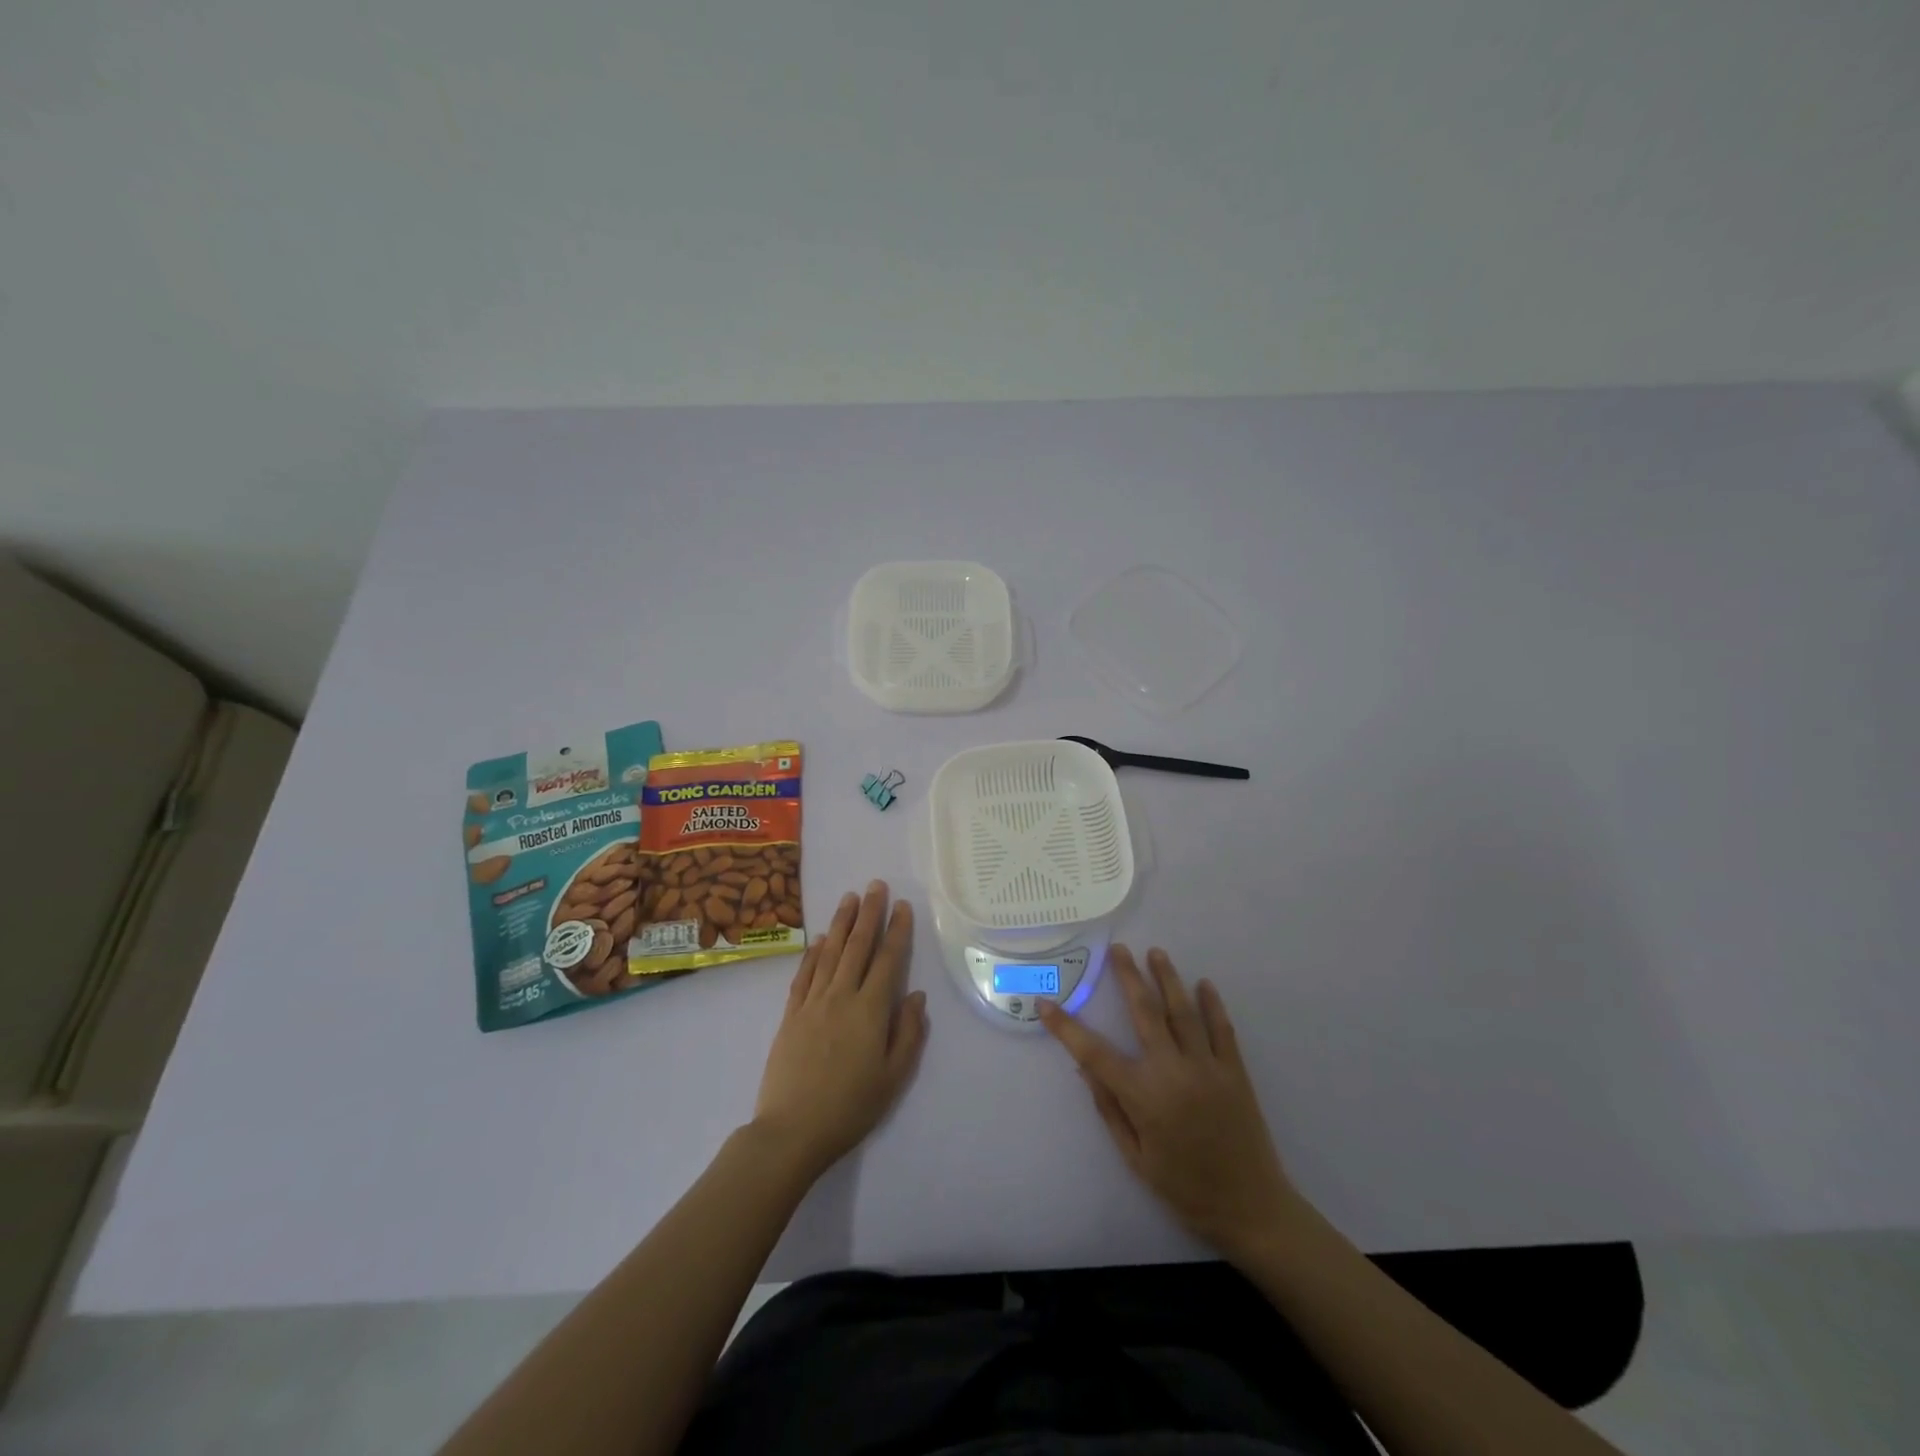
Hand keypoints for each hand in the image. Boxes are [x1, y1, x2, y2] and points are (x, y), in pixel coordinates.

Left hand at [752, 881, 928, 1182]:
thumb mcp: (893, 1077)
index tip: (903, 906)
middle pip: (858, 946)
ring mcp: (812, 1003)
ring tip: (850, 898)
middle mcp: (841, 996)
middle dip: (869, 913)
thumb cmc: (850, 1107)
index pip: (888, 960)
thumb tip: (916, 995)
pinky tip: (821, 938)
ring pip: (830, 952)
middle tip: (875, 885)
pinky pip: (805, 974)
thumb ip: (908, 1033)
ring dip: (842, 923)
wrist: (791, 1130)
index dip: (897, 931)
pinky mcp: (791, 1014)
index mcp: (870, 1010)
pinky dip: (814, 953)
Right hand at [1039, 945, 1295, 1263]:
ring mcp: (1208, 1068)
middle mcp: (1173, 1072)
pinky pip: (1222, 1029)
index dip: (1066, 1027)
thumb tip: (1083, 1067)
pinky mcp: (1235, 1072)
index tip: (1046, 1004)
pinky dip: (1212, 1004)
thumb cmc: (1184, 1188)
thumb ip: (1109, 1107)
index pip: (1094, 1052)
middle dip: (1128, 977)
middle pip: (1146, 1012)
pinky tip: (1204, 984)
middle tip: (1118, 949)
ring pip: (1183, 1012)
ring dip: (1168, 979)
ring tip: (1156, 953)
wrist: (1250, 1208)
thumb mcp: (1135, 1156)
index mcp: (1143, 1096)